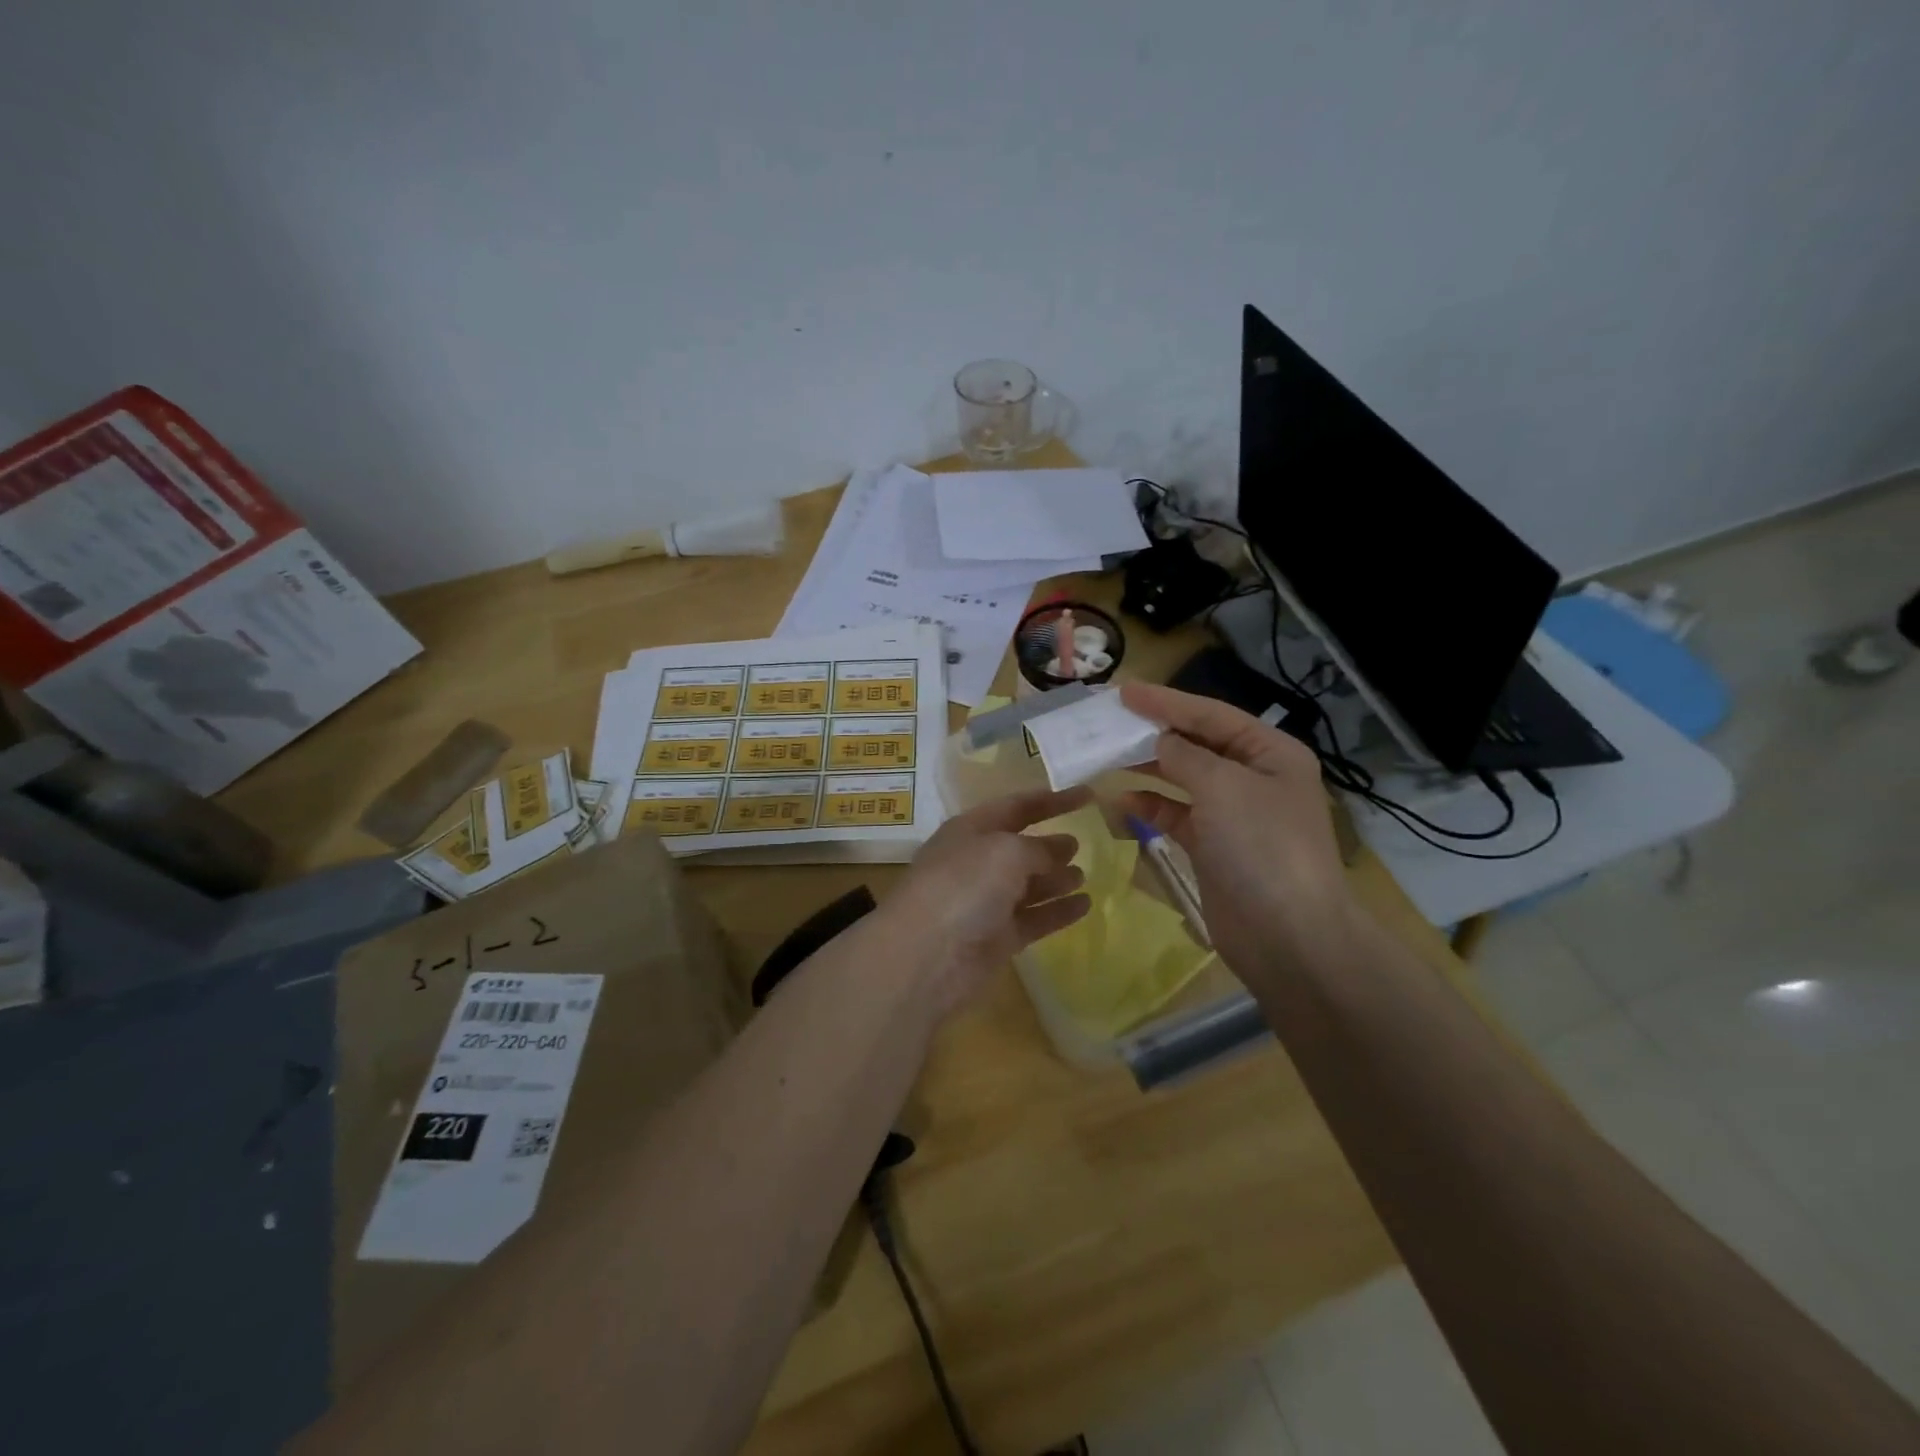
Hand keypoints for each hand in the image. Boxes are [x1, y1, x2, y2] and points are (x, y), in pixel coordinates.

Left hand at [877, 786, 1093, 1016]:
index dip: (1052, 800)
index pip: (1017, 806)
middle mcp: (977, 863)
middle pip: (1020, 847)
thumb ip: (1039, 848)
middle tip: (1082, 842)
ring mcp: (986, 903)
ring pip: (1028, 885)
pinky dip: (1058, 911)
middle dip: (1049, 843)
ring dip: (1055, 878)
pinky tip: (1085, 906)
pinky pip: (1034, 919)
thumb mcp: (1006, 852)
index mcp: (971, 830)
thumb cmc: (963, 886)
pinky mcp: (997, 939)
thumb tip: (1060, 851)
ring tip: (1083, 876)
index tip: (1088, 795)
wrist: (926, 955)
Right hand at [1118, 682, 1361, 983]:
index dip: (1167, 701)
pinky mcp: (1214, 847)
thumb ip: (1185, 756)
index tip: (1124, 691)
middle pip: (1197, 743)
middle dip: (1155, 732)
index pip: (1212, 715)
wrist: (1287, 936)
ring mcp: (1234, 815)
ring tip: (1107, 755)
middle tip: (1110, 720)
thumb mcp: (1224, 787)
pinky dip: (1150, 806)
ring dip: (1148, 768)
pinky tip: (1120, 801)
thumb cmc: (1261, 847)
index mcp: (1271, 754)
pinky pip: (1176, 815)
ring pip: (1183, 779)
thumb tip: (1161, 742)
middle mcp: (1254, 778)